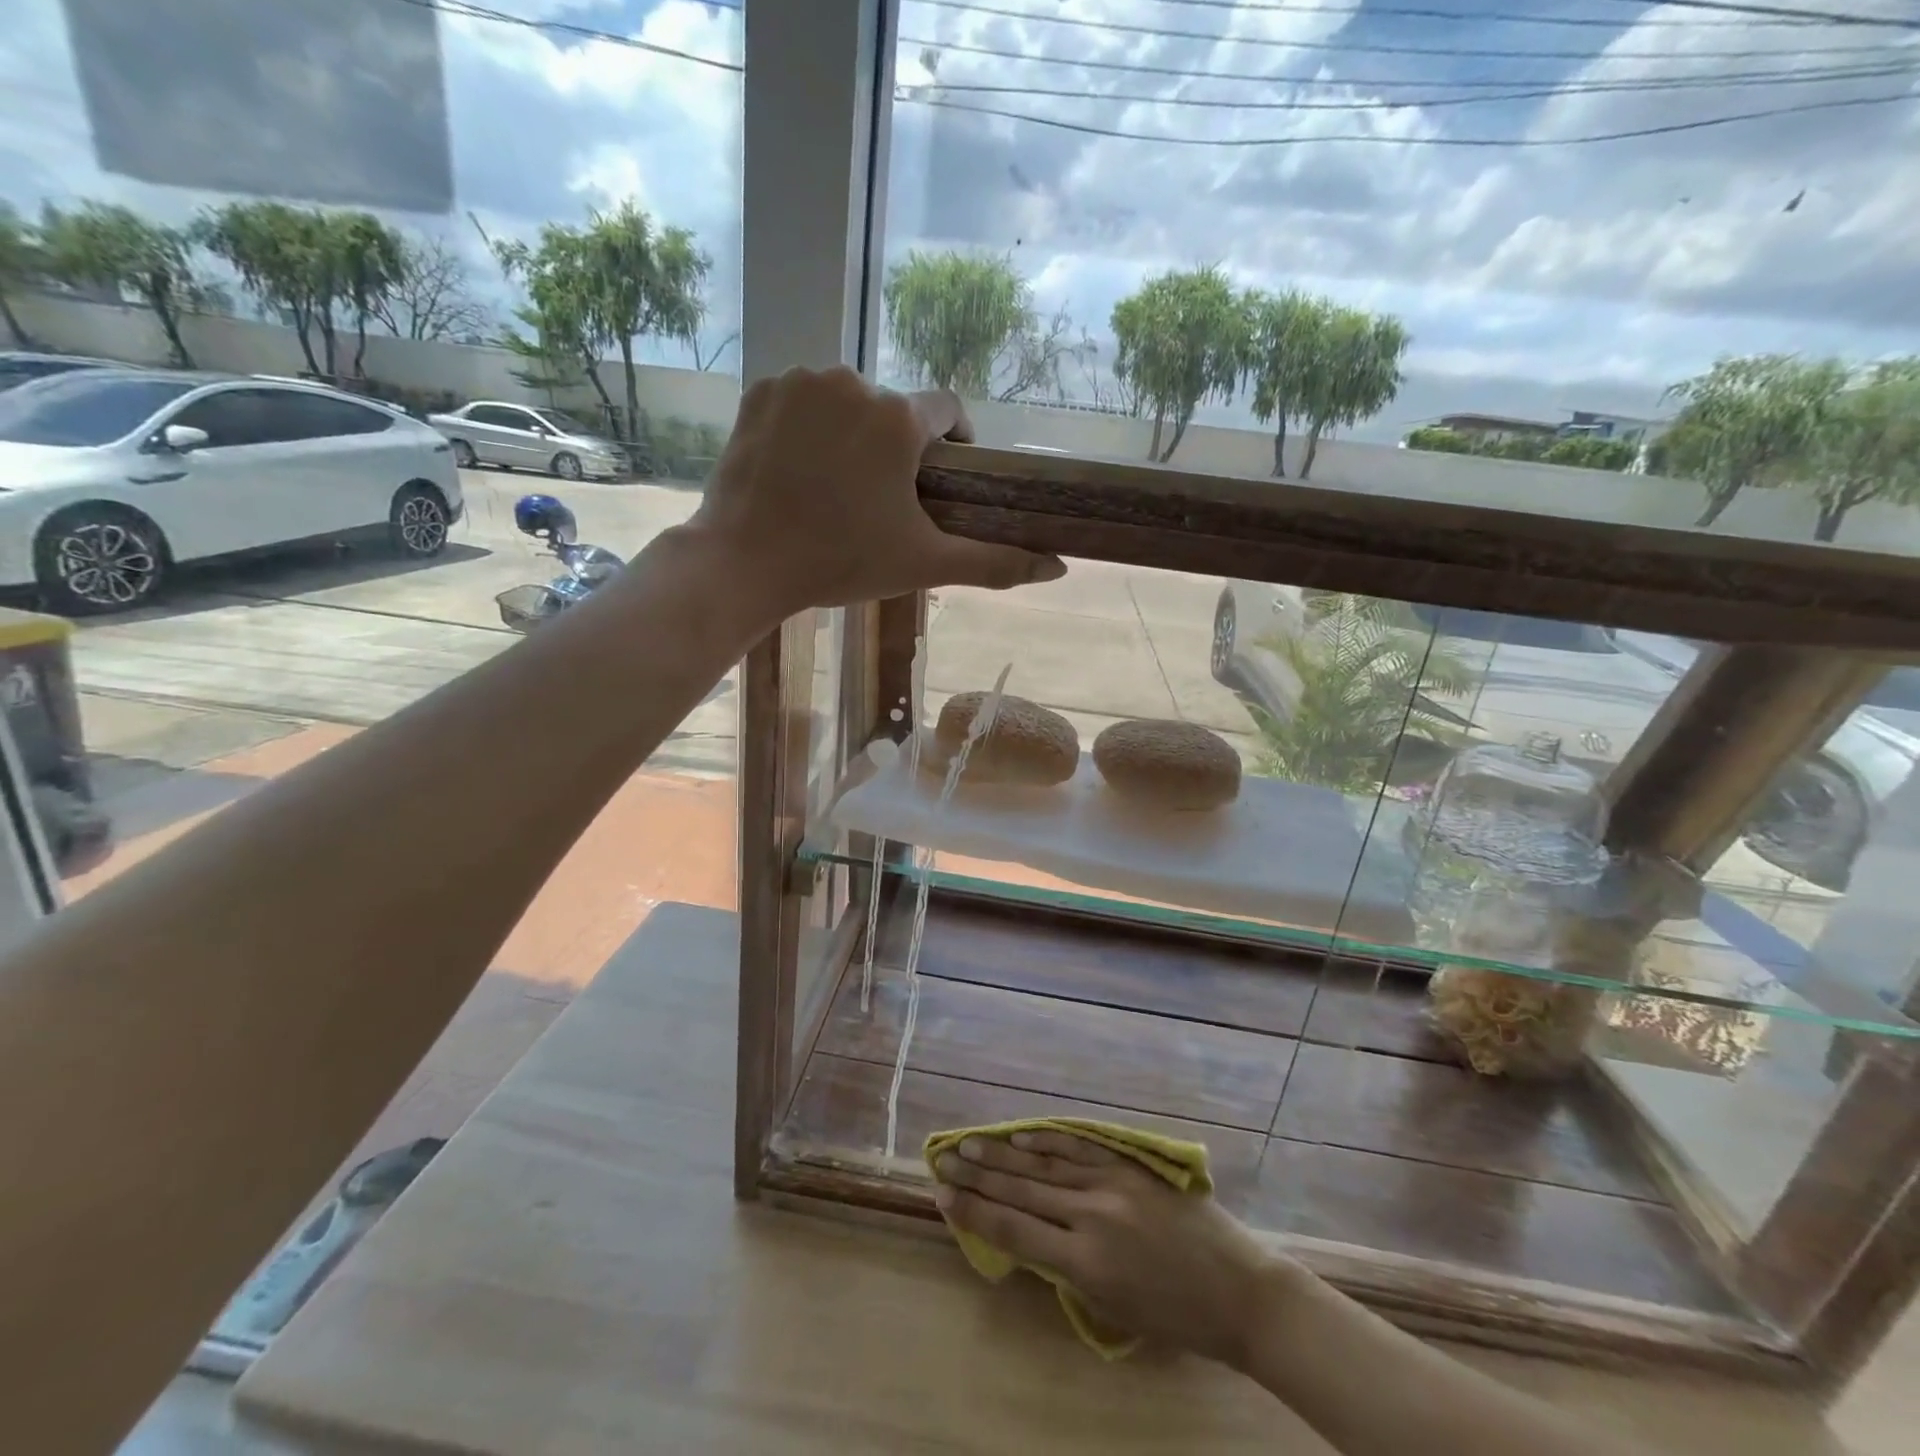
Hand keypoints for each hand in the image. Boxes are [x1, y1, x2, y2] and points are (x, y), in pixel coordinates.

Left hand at [687, 366, 1065, 617]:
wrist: (744, 562)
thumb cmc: (841, 562)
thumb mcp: (924, 564)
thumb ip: (994, 562)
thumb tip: (1057, 567)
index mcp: (898, 419)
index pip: (947, 409)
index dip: (953, 442)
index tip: (941, 479)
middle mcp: (853, 382)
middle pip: (893, 410)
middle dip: (896, 447)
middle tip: (880, 500)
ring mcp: (800, 382)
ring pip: (846, 402)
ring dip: (852, 434)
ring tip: (837, 486)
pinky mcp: (760, 390)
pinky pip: (802, 400)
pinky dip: (808, 426)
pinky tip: (799, 469)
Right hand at [935, 1130, 1292, 1368]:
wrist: (1240, 1291)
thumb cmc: (1177, 1317)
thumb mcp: (1113, 1308)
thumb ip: (1068, 1267)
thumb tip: (1031, 1232)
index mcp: (1085, 1263)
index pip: (1014, 1230)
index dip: (973, 1213)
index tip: (940, 1195)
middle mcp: (1091, 1216)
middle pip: (1021, 1191)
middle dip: (978, 1178)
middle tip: (943, 1160)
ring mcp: (1112, 1184)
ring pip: (1045, 1164)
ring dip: (1003, 1153)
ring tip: (970, 1142)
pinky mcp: (1131, 1165)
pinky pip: (1081, 1147)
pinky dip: (1048, 1138)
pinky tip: (1023, 1133)